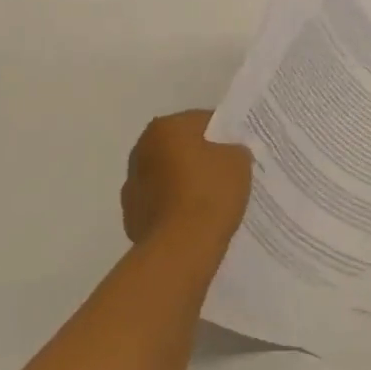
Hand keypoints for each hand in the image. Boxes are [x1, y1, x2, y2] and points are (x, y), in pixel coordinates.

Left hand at [120, 111, 251, 250]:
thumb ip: (234, 149)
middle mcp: (141, 150)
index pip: (202, 121)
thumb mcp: (239, 161)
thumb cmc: (210, 193)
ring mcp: (132, 185)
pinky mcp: (131, 215)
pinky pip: (160, 203)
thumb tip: (227, 153)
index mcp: (165, 128)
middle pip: (180, 147)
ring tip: (210, 201)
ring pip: (167, 175)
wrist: (182, 248)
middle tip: (226, 173)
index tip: (238, 150)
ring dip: (182, 182)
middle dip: (199, 157)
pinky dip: (173, 207)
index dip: (224, 134)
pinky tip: (193, 221)